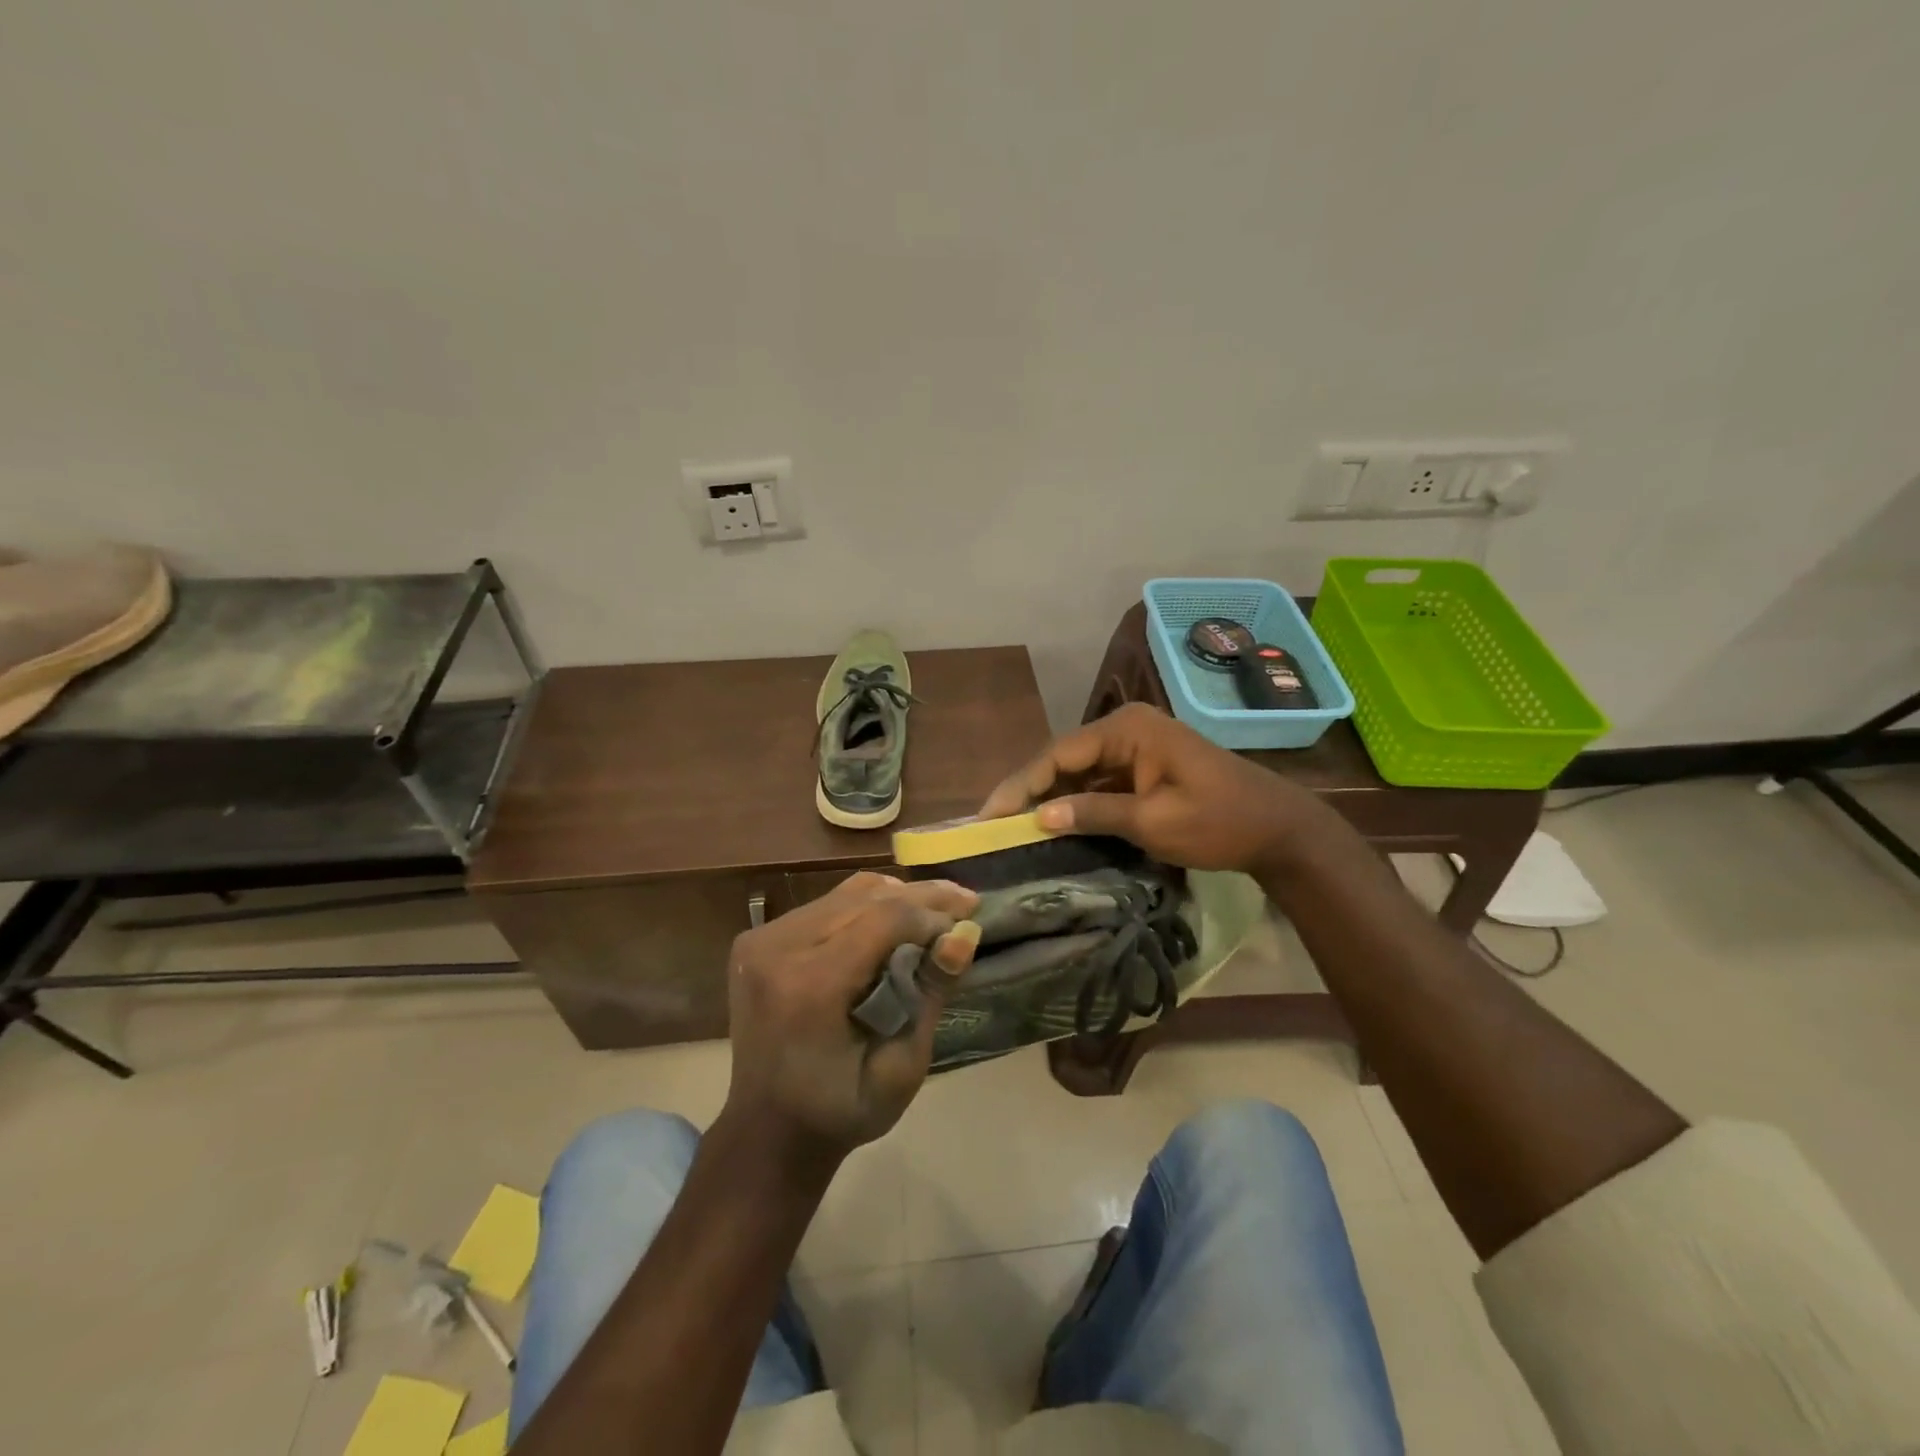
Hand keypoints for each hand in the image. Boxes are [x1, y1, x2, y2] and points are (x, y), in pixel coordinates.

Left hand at [723, 872, 980, 1167]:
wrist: (767, 1129)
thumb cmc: (840, 1111)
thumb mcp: (901, 1069)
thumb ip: (930, 995)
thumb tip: (964, 933)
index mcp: (810, 987)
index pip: (884, 919)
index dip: (932, 914)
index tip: (969, 922)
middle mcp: (779, 949)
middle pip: (865, 897)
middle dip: (921, 897)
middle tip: (966, 902)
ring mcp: (762, 940)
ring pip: (845, 894)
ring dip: (895, 897)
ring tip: (936, 907)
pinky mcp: (758, 939)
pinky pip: (824, 905)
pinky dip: (865, 906)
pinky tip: (894, 918)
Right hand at [979, 703, 1325, 875]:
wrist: (1278, 829)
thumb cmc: (1219, 822)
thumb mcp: (1153, 822)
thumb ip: (1093, 814)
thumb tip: (1038, 817)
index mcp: (1127, 729)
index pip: (1059, 753)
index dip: (1021, 784)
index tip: (990, 814)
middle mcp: (1126, 728)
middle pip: (1064, 759)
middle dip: (1030, 790)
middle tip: (994, 823)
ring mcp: (1136, 747)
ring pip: (1078, 771)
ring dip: (1050, 797)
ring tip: (1012, 826)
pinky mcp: (1143, 768)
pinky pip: (1099, 781)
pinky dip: (1076, 802)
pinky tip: (1053, 824)